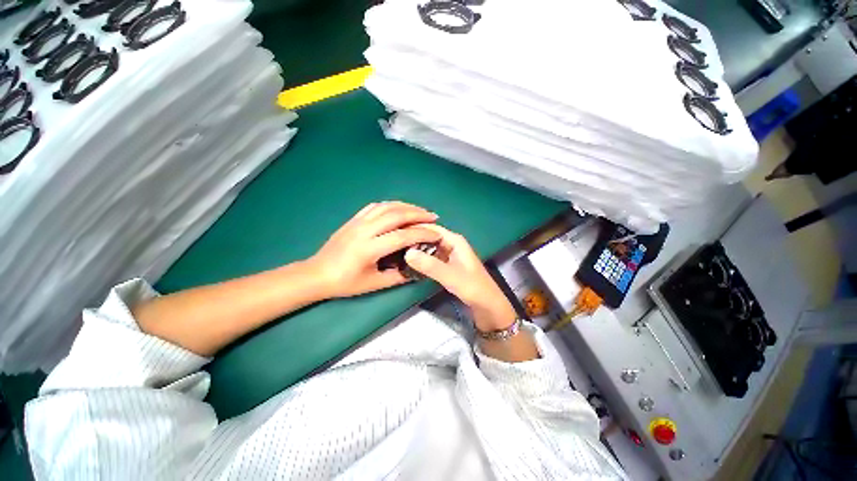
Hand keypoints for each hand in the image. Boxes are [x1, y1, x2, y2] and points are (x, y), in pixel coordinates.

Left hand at [309, 202, 440, 297]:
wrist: (317, 273)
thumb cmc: (345, 282)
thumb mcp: (374, 284)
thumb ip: (397, 276)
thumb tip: (416, 269)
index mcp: (370, 248)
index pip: (403, 236)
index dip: (422, 234)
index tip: (436, 234)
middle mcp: (365, 230)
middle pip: (396, 215)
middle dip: (418, 214)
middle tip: (433, 217)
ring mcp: (358, 222)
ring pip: (386, 207)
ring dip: (406, 206)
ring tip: (420, 210)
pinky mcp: (353, 219)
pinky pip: (375, 206)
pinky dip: (390, 204)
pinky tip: (399, 208)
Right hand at [404, 224, 515, 330]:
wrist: (488, 306)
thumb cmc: (473, 288)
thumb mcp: (451, 276)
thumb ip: (430, 265)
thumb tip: (406, 252)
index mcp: (455, 240)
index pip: (431, 227)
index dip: (414, 227)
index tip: (394, 230)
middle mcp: (451, 244)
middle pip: (429, 236)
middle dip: (413, 238)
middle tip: (392, 242)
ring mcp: (449, 255)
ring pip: (429, 247)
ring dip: (416, 249)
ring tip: (397, 251)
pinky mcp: (447, 265)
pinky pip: (431, 257)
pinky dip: (421, 259)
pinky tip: (410, 263)